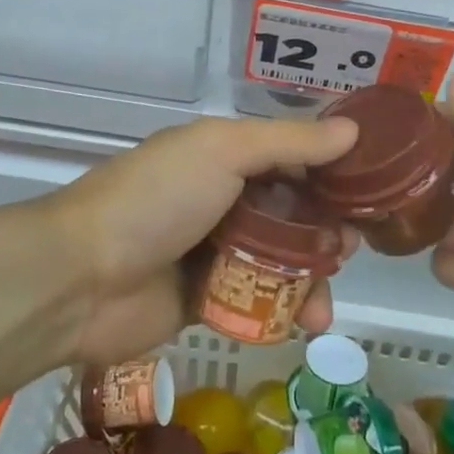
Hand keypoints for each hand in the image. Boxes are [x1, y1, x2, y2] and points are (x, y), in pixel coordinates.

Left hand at [44, 115, 358, 365]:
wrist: (82, 278)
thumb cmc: (157, 199)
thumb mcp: (223, 151)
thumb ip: (288, 143)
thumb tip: (353, 130)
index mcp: (222, 156)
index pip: (289, 157)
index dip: (330, 171)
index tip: (371, 188)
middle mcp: (221, 198)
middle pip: (290, 212)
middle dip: (325, 229)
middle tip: (350, 246)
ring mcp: (212, 252)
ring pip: (279, 261)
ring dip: (311, 277)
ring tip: (326, 298)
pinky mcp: (206, 302)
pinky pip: (258, 303)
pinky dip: (285, 311)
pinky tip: (305, 323)